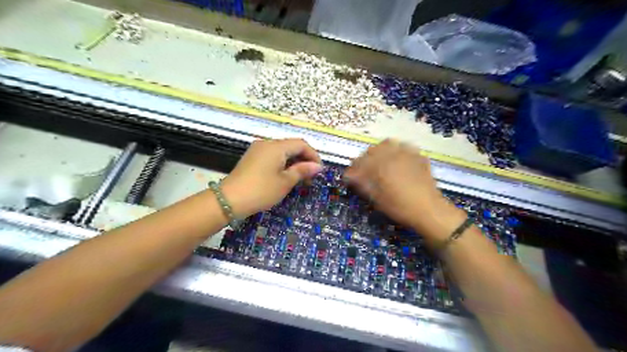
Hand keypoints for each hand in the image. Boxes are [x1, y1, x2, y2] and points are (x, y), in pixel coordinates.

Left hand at [220, 138, 323, 217]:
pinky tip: (285, 175)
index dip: (313, 155)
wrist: (228, 200)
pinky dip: (282, 163)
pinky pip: (272, 156)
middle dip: (304, 159)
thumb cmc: (261, 190)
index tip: (319, 170)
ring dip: (293, 162)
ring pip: (282, 151)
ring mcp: (257, 150)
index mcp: (276, 146)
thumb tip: (318, 166)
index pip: (301, 144)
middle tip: (311, 176)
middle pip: (291, 146)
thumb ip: (302, 170)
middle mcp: (266, 143)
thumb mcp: (285, 182)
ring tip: (300, 177)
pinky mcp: (252, 158)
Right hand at [342, 139, 458, 237]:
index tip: (349, 176)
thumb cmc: (400, 207)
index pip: (360, 163)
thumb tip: (350, 176)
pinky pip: (404, 147)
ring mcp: (407, 154)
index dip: (352, 169)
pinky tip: (397, 160)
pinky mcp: (418, 157)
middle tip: (363, 170)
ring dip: (380, 151)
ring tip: (379, 161)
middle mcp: (392, 155)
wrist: (429, 210)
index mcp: (380, 166)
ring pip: (388, 143)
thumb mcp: (377, 198)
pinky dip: (397, 151)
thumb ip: (363, 184)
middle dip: (364, 159)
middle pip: (372, 150)